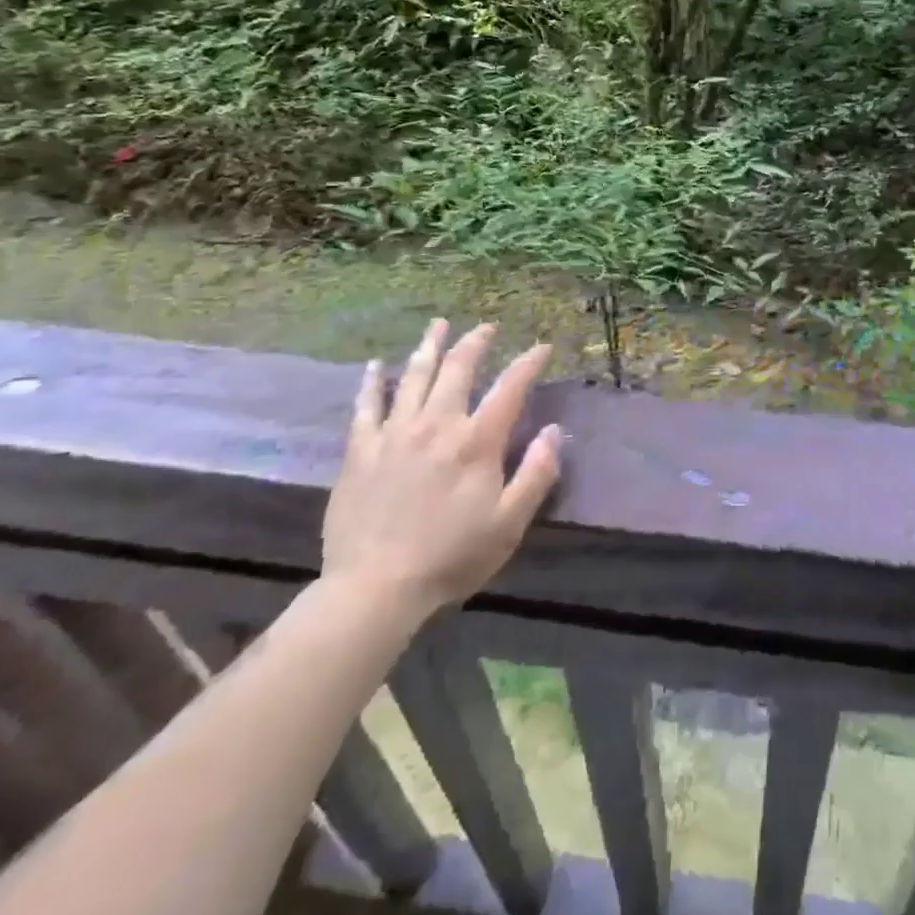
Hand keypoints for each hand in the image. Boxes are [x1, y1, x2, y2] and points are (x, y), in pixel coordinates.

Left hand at [321, 320, 561, 625]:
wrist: (374, 589)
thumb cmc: (451, 557)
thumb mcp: (510, 523)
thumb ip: (537, 473)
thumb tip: (553, 430)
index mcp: (477, 442)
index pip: (510, 388)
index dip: (528, 363)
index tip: (541, 346)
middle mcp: (437, 425)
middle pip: (458, 369)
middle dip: (476, 342)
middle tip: (486, 328)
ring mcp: (395, 434)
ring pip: (414, 376)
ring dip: (429, 346)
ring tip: (439, 324)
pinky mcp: (361, 451)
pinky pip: (367, 407)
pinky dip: (373, 382)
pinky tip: (377, 365)